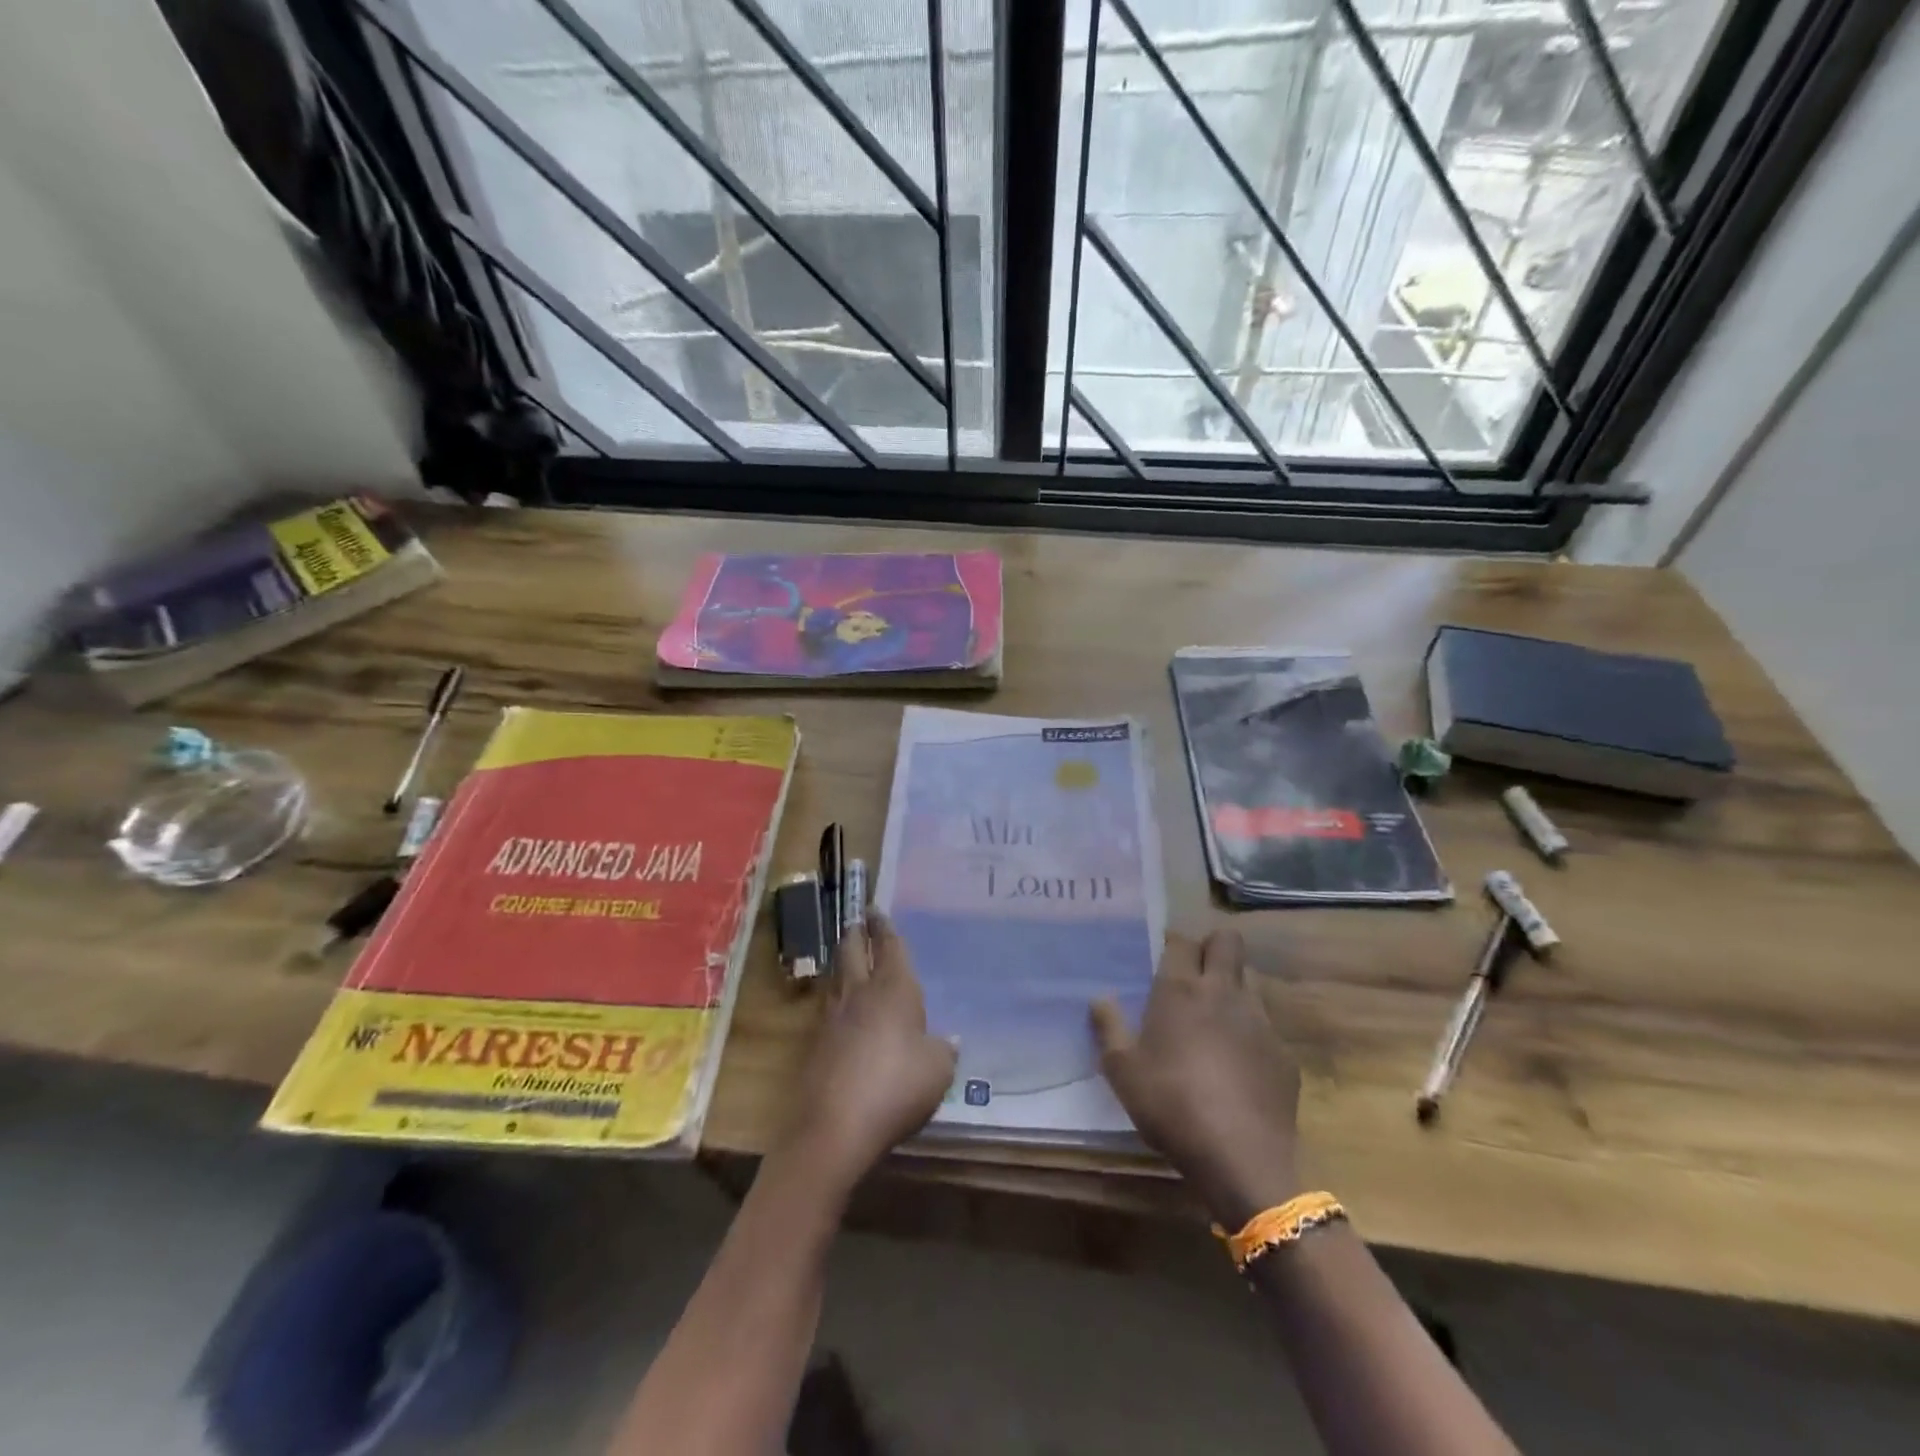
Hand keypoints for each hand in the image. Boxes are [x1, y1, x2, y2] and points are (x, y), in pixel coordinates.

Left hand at [784, 914, 957, 1192]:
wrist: (835, 1127)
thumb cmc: (897, 1087)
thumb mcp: (937, 1071)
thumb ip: (943, 1050)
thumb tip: (948, 1039)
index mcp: (893, 989)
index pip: (889, 947)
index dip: (884, 927)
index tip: (875, 910)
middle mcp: (860, 994)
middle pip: (853, 952)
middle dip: (857, 933)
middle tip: (858, 921)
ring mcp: (833, 1018)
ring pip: (837, 976)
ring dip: (843, 961)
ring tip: (849, 955)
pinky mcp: (816, 1044)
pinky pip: (829, 1006)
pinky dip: (837, 995)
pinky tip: (842, 1006)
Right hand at [1092, 930, 1301, 1226]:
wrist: (1241, 1157)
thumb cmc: (1170, 1105)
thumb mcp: (1122, 1071)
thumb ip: (1109, 1028)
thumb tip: (1099, 997)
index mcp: (1180, 990)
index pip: (1181, 941)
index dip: (1172, 944)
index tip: (1161, 959)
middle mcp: (1224, 992)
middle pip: (1228, 942)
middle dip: (1213, 947)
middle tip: (1194, 974)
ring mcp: (1260, 1021)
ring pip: (1251, 980)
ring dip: (1233, 987)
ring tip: (1215, 1019)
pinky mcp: (1284, 1053)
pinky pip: (1266, 1026)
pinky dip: (1251, 1033)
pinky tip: (1239, 1065)